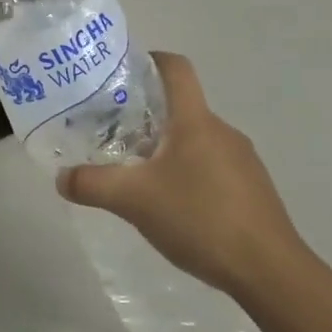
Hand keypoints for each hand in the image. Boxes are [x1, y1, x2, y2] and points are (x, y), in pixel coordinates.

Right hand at [56, 53, 305, 300]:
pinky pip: (211, 166)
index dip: (149, 59)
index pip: (175, 68)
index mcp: (195, 121)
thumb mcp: (134, 201)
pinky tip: (172, 205)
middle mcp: (222, 131)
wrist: (270, 271)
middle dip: (145, 115)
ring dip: (166, 148)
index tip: (121, 72)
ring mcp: (242, 160)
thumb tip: (62, 178)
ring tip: (137, 174)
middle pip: (180, 107)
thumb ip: (92, 184)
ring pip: (195, 139)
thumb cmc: (201, 219)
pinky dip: (187, 173)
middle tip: (112, 134)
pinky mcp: (252, 189)